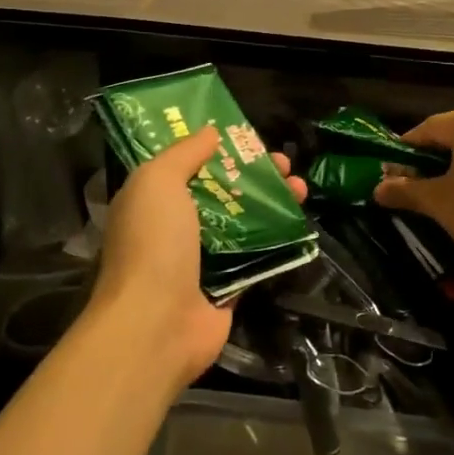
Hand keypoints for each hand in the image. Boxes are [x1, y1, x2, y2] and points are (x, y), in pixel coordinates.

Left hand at [89, 125, 306, 392]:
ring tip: (301, 187)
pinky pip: (256, 257)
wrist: (157, 323)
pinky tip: (300, 223)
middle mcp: (175, 228)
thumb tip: (211, 131)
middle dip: (255, 175)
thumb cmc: (153, 242)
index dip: (219, 150)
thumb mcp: (158, 181)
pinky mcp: (228, 288)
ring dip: (272, 204)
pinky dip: (277, 240)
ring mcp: (202, 260)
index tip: (249, 138)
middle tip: (285, 163)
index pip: (187, 166)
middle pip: (222, 193)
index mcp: (152, 201)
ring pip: (243, 223)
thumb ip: (184, 153)